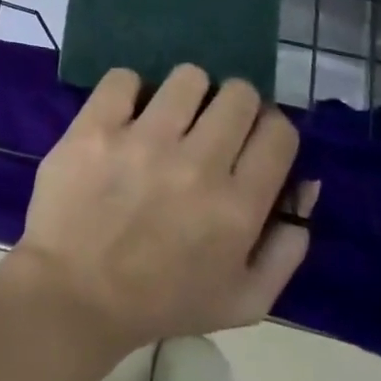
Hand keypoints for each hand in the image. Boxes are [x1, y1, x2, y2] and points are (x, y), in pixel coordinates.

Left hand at [8, 65, 318, 355]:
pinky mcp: (96, 127)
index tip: (251, 137)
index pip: (278, 132)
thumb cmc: (161, 302)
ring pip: (187, 78)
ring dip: (185, 94)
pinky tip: (124, 115)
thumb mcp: (244, 300)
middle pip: (238, 94)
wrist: (74, 295)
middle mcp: (197, 166)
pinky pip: (124, 78)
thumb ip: (286, 247)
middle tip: (210, 126)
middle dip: (233, 105)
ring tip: (167, 117)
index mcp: (238, 208)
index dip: (269, 128)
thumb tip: (306, 185)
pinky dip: (128, 91)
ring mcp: (144, 141)